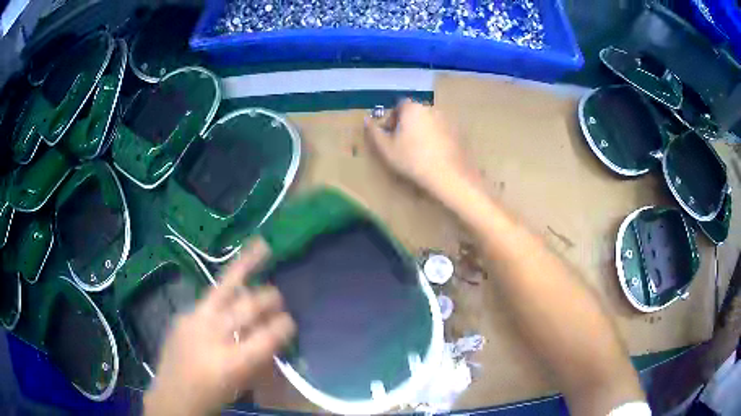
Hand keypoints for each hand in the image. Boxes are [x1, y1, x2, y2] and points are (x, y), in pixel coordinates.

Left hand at [144, 239, 295, 415]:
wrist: (173, 394)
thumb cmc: (214, 395)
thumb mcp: (244, 382)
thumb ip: (261, 357)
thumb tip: (276, 333)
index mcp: (232, 362)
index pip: (268, 335)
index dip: (284, 325)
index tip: (291, 322)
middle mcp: (213, 335)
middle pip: (248, 307)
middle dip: (269, 299)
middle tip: (278, 297)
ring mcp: (195, 320)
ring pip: (225, 287)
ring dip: (246, 266)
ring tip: (262, 246)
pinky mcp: (184, 314)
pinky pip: (210, 297)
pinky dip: (226, 289)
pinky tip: (236, 279)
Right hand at [364, 99, 473, 196]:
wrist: (448, 175)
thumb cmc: (412, 160)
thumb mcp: (386, 149)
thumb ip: (374, 132)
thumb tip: (366, 120)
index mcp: (412, 109)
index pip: (399, 105)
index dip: (393, 118)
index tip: (391, 135)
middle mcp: (431, 109)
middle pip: (415, 113)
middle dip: (407, 125)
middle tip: (403, 145)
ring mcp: (447, 120)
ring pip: (429, 122)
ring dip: (422, 132)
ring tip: (420, 152)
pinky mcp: (459, 133)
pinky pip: (442, 132)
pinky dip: (436, 139)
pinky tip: (435, 156)